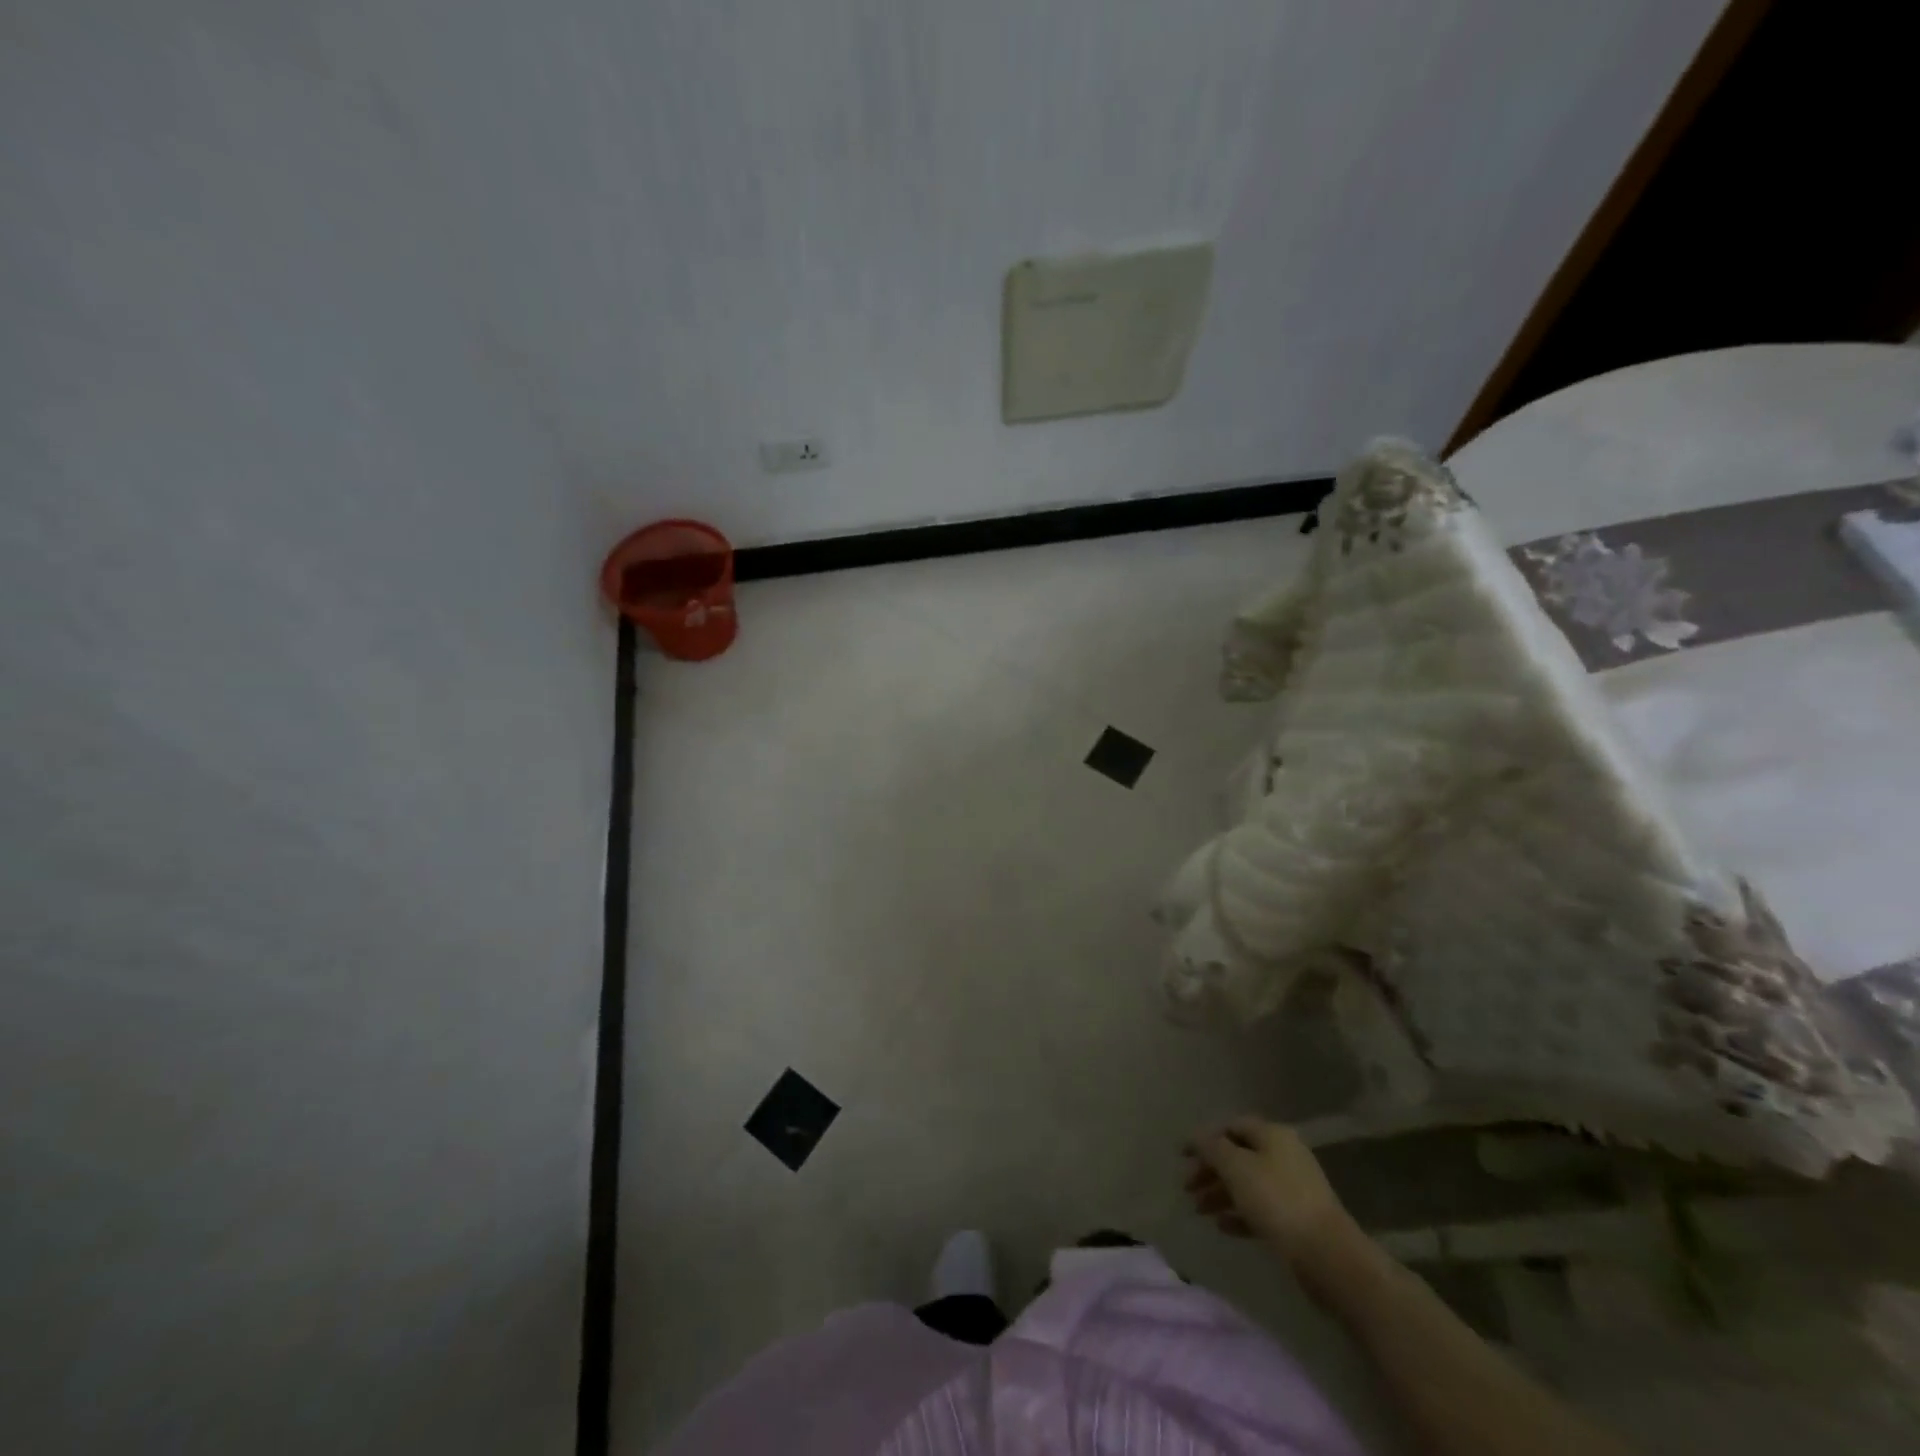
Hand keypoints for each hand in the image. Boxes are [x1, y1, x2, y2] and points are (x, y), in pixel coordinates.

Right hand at [1185, 1117, 1361, 1286]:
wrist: (1327, 1256)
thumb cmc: (1277, 1201)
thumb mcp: (1236, 1167)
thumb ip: (1212, 1148)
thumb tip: (1197, 1136)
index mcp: (1272, 1135)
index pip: (1231, 1126)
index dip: (1204, 1138)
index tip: (1182, 1157)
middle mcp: (1284, 1155)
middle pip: (1238, 1155)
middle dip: (1210, 1170)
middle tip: (1187, 1188)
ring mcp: (1293, 1188)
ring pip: (1248, 1184)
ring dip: (1221, 1193)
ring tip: (1199, 1210)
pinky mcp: (1297, 1220)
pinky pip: (1261, 1209)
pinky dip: (1239, 1214)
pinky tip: (1222, 1227)